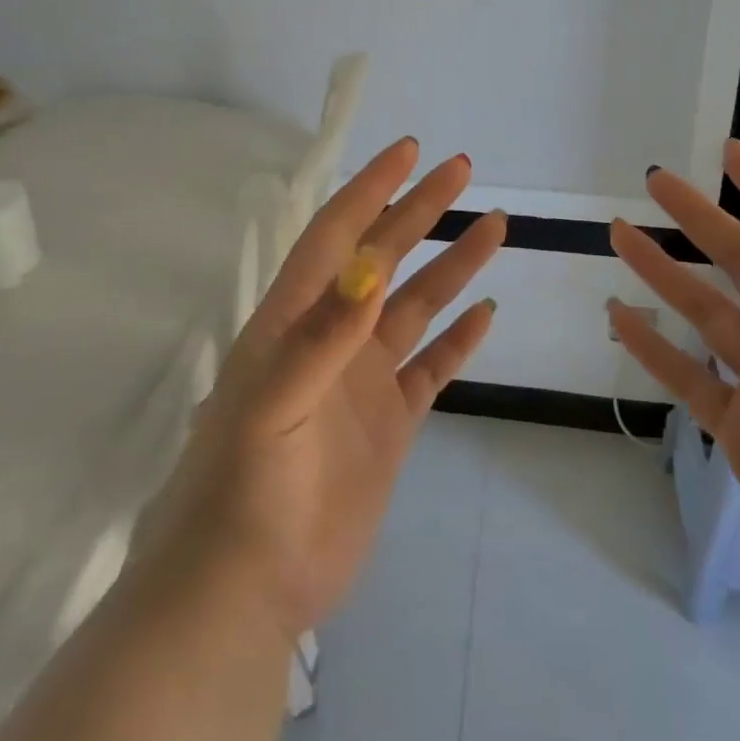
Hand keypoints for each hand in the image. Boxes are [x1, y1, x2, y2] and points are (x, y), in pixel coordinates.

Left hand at [136, 137, 506, 640]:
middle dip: (419, 211)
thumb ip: (321, 335)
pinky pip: (432, 367)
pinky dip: (459, 339)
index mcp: (295, 320)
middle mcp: (332, 338)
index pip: (336, 235)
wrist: (248, 588)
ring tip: (492, 227)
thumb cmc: (247, 488)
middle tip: (460, 170)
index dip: (370, 190)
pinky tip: (485, 313)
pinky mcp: (390, 423)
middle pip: (383, 258)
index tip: (407, 153)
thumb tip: (367, 264)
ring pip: (415, 306)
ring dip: (451, 266)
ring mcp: (363, 380)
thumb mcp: (274, 404)